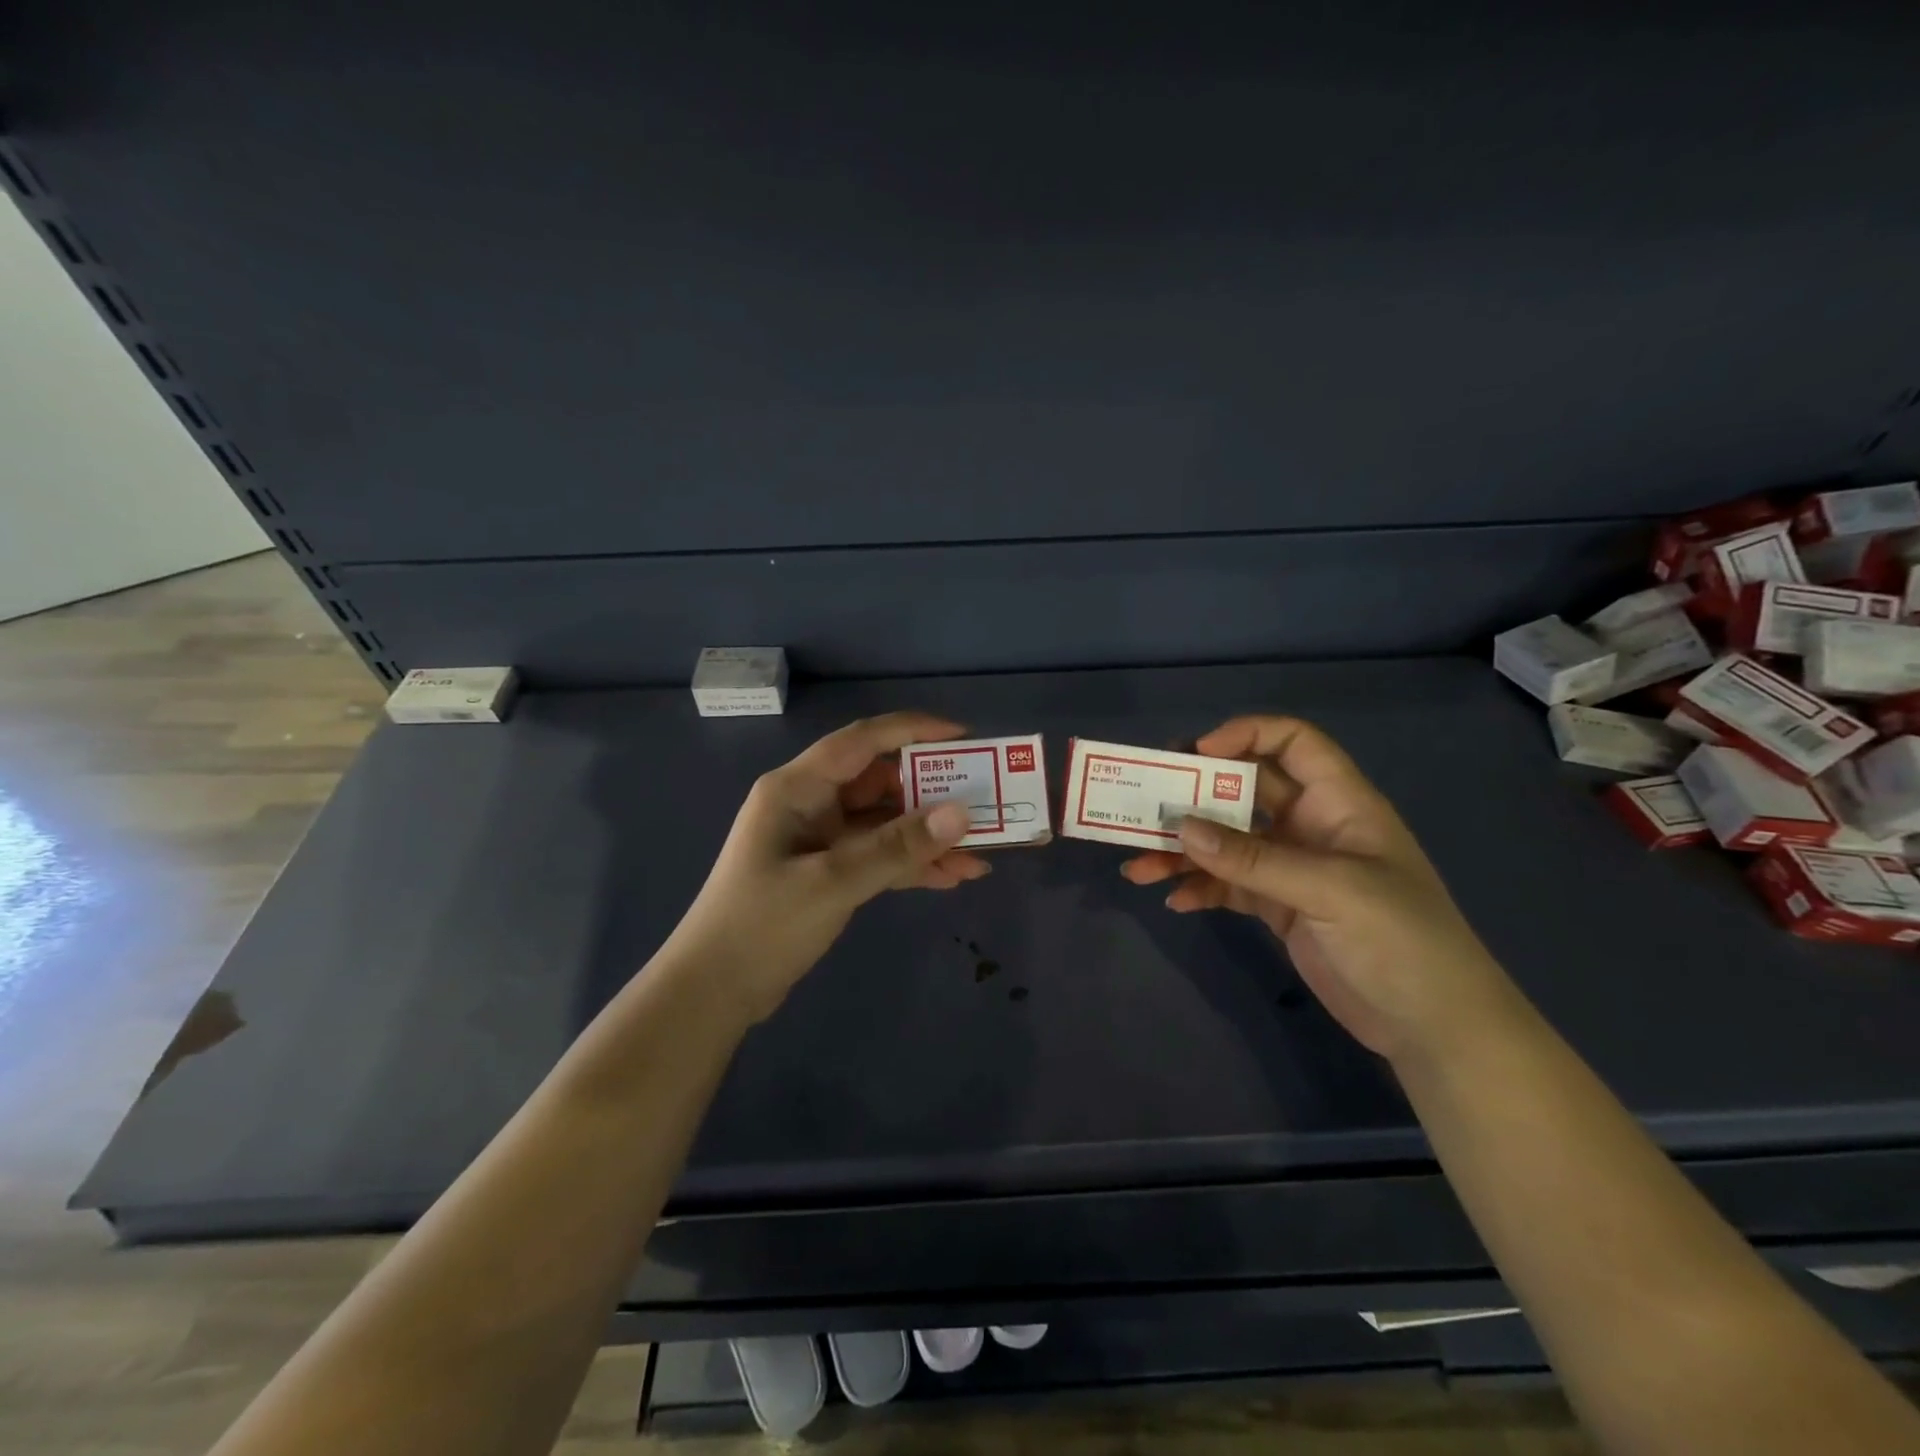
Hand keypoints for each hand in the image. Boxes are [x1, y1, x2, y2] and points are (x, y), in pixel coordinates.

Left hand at [669, 712, 988, 1018]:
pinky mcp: (827, 872)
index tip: (963, 736)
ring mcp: (819, 839)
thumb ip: (897, 847)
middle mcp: (810, 804)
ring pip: (884, 824)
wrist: (713, 991)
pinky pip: (877, 856)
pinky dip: (910, 864)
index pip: (862, 741)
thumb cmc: (761, 925)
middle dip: (932, 793)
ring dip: (927, 837)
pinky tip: (951, 877)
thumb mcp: (833, 882)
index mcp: (798, 788)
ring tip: (980, 852)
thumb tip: (960, 813)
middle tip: (984, 801)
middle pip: (880, 783)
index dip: (913, 731)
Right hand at [1121, 715, 1514, 1062]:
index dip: (1245, 735)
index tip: (1195, 754)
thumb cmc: (1403, 940)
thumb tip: (1182, 828)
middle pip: (1244, 791)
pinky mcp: (1279, 907)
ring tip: (1139, 865)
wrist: (1435, 1027)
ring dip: (1184, 850)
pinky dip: (1200, 888)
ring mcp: (1292, 868)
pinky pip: (1228, 885)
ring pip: (1227, 842)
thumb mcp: (1331, 890)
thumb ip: (1255, 859)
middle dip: (1194, 795)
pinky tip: (1175, 900)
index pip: (1292, 743)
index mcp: (1338, 802)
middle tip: (1146, 803)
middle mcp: (1310, 826)